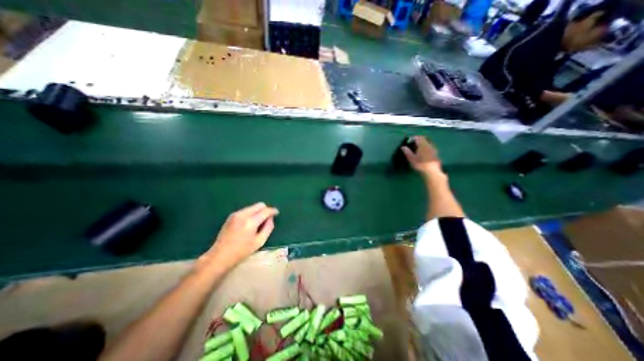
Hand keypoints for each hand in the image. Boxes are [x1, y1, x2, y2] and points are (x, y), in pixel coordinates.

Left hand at [201, 203, 277, 270]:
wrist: (220, 256)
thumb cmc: (241, 251)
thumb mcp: (259, 242)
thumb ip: (268, 228)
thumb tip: (271, 218)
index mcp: (251, 222)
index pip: (265, 211)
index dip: (273, 211)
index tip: (277, 213)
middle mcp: (243, 214)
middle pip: (259, 205)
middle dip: (266, 209)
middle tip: (268, 218)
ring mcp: (236, 214)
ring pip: (253, 207)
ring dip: (258, 211)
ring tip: (258, 222)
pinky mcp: (231, 216)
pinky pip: (246, 210)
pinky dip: (251, 213)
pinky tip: (250, 223)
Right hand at [401, 136, 442, 174]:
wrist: (432, 172)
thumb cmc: (420, 164)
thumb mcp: (411, 158)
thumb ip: (407, 152)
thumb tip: (403, 147)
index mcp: (422, 144)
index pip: (418, 137)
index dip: (413, 138)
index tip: (408, 141)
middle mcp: (429, 145)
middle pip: (424, 139)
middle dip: (418, 141)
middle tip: (413, 145)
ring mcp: (434, 149)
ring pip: (428, 143)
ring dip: (423, 145)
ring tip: (417, 149)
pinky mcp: (436, 154)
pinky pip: (430, 148)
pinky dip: (426, 148)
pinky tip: (423, 154)